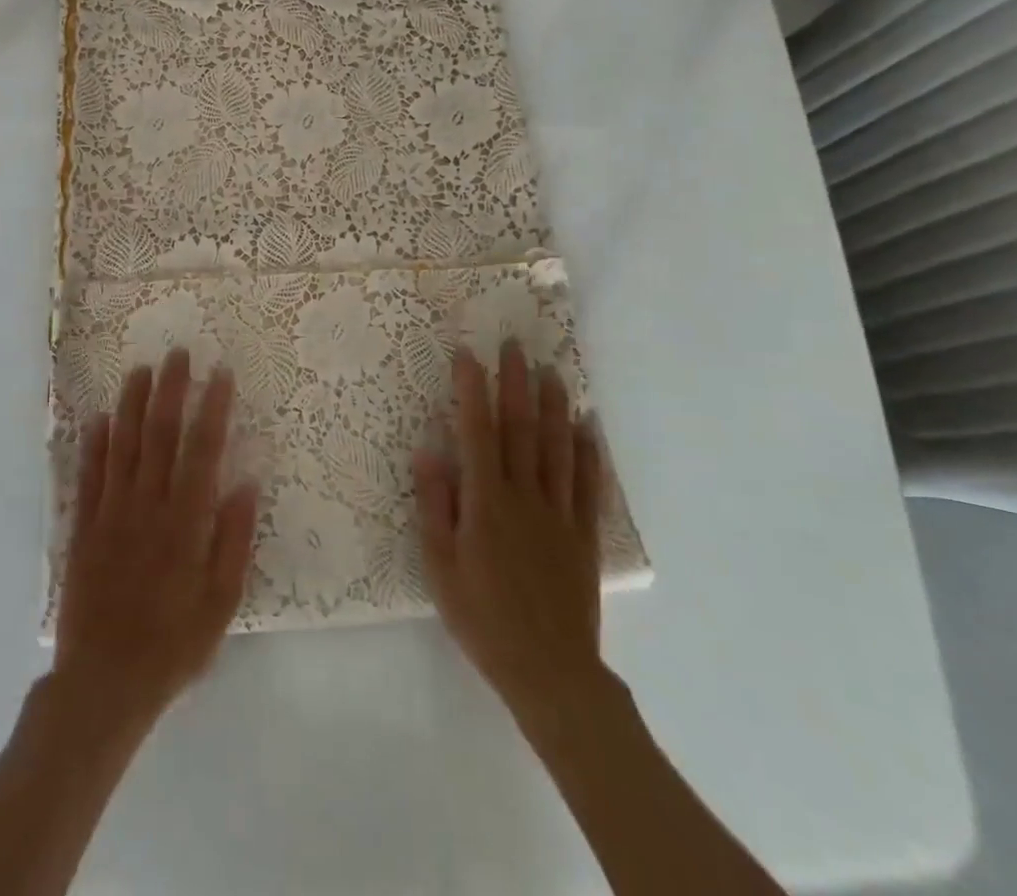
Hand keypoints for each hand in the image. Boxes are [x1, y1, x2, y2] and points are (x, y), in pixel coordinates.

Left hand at [53, 349, 258, 738]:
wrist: (104, 683)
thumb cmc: (173, 644)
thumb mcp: (221, 602)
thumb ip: (234, 538)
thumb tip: (246, 480)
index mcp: (185, 522)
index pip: (202, 450)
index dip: (212, 408)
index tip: (220, 373)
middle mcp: (147, 506)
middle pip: (159, 435)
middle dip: (170, 390)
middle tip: (177, 353)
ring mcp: (111, 513)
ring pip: (121, 445)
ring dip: (131, 404)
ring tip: (139, 370)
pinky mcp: (84, 527)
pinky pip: (89, 475)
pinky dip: (93, 444)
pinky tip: (98, 417)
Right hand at [414, 342, 607, 729]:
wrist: (548, 671)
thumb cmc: (482, 617)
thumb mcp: (439, 566)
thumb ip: (435, 505)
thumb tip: (428, 451)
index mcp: (485, 501)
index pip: (476, 432)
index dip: (472, 390)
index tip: (468, 354)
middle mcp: (524, 496)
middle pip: (520, 429)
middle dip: (515, 383)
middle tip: (515, 344)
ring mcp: (559, 514)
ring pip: (557, 448)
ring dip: (553, 406)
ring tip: (552, 371)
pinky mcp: (583, 535)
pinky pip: (587, 485)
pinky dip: (588, 452)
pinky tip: (588, 427)